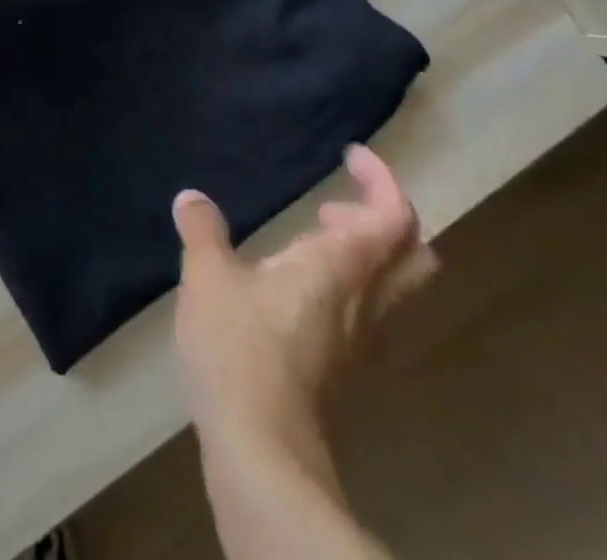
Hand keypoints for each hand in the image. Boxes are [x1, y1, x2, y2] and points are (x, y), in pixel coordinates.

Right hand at [172, 146, 435, 484]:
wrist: (261, 451)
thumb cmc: (239, 349)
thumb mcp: (207, 276)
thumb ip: (203, 230)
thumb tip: (192, 198)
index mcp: (340, 268)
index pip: (393, 217)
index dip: (381, 179)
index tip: (350, 155)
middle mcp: (363, 303)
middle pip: (413, 256)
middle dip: (385, 220)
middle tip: (336, 203)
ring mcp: (358, 342)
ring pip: (392, 288)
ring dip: (366, 252)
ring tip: (311, 235)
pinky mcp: (342, 370)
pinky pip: (365, 312)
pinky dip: (347, 283)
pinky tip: (295, 286)